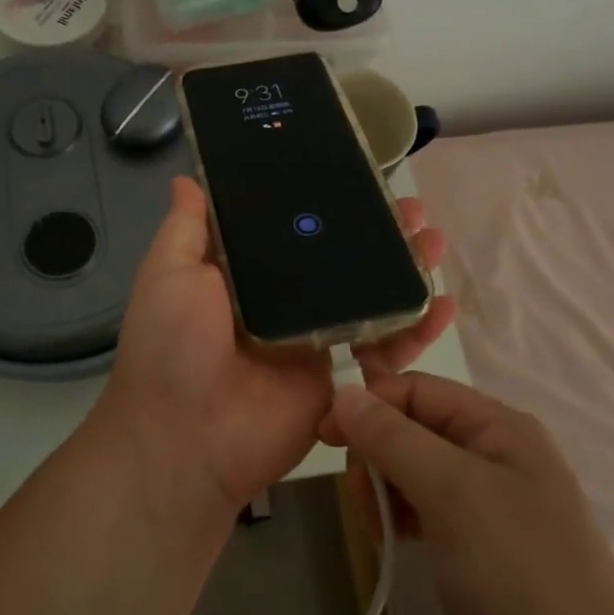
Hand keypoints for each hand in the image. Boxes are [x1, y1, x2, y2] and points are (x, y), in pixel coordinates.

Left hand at [97, 176, 455, 516]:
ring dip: (405, 269)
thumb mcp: (168, 274)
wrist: (188, 439)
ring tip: (434, 241)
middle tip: (412, 209)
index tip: (356, 175)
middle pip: (339, 256)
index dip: (324, 201)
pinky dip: (417, 327)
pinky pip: (383, 346)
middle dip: (377, 231)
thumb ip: (185, 228)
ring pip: (368, 294)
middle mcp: (282, 299)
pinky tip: (445, 304)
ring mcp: (313, 335)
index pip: (291, 226)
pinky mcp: (338, 373)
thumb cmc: (172, 346)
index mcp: (244, 273)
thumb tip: (187, 178)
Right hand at [328, 373, 613, 614]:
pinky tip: (393, 542)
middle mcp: (498, 454)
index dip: (370, 404)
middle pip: (416, 428)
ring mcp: (493, 503)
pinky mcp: (484, 547)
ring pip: (418, 471)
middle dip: (378, 453)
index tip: (324, 436)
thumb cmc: (519, 574)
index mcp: (499, 427)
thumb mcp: (452, 493)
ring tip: (377, 529)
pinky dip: (405, 518)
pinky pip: (430, 511)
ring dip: (387, 489)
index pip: (419, 390)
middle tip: (358, 499)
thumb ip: (394, 438)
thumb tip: (344, 392)